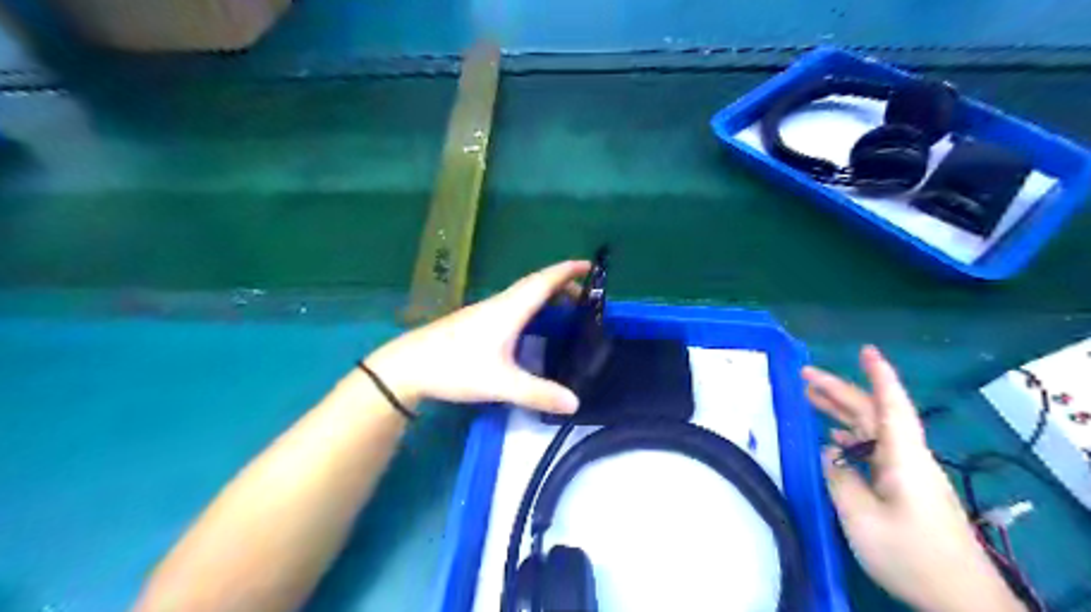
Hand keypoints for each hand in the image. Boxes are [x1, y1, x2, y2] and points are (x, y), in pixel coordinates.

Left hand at [365, 262, 592, 413]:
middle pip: (535, 285)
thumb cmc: (455, 367)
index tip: (589, 265)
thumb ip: (538, 393)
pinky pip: (512, 305)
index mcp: (509, 310)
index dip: (567, 271)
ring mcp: (485, 312)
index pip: (543, 282)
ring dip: (546, 296)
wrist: (407, 366)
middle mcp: (499, 304)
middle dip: (561, 285)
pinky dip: (531, 307)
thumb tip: (575, 404)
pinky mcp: (475, 322)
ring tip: (565, 309)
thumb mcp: (500, 384)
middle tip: (585, 297)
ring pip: (522, 295)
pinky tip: (531, 325)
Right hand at [799, 344, 1023, 611]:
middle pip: (873, 413)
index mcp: (902, 457)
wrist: (959, 598)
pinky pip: (874, 451)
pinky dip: (850, 439)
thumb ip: (840, 479)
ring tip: (810, 398)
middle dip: (840, 390)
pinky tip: (832, 441)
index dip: (879, 375)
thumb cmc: (909, 553)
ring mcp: (907, 473)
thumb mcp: (861, 517)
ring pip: (872, 430)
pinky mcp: (905, 488)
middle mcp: (906, 457)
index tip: (865, 350)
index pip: (891, 405)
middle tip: (804, 375)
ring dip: (842, 412)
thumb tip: (830, 454)